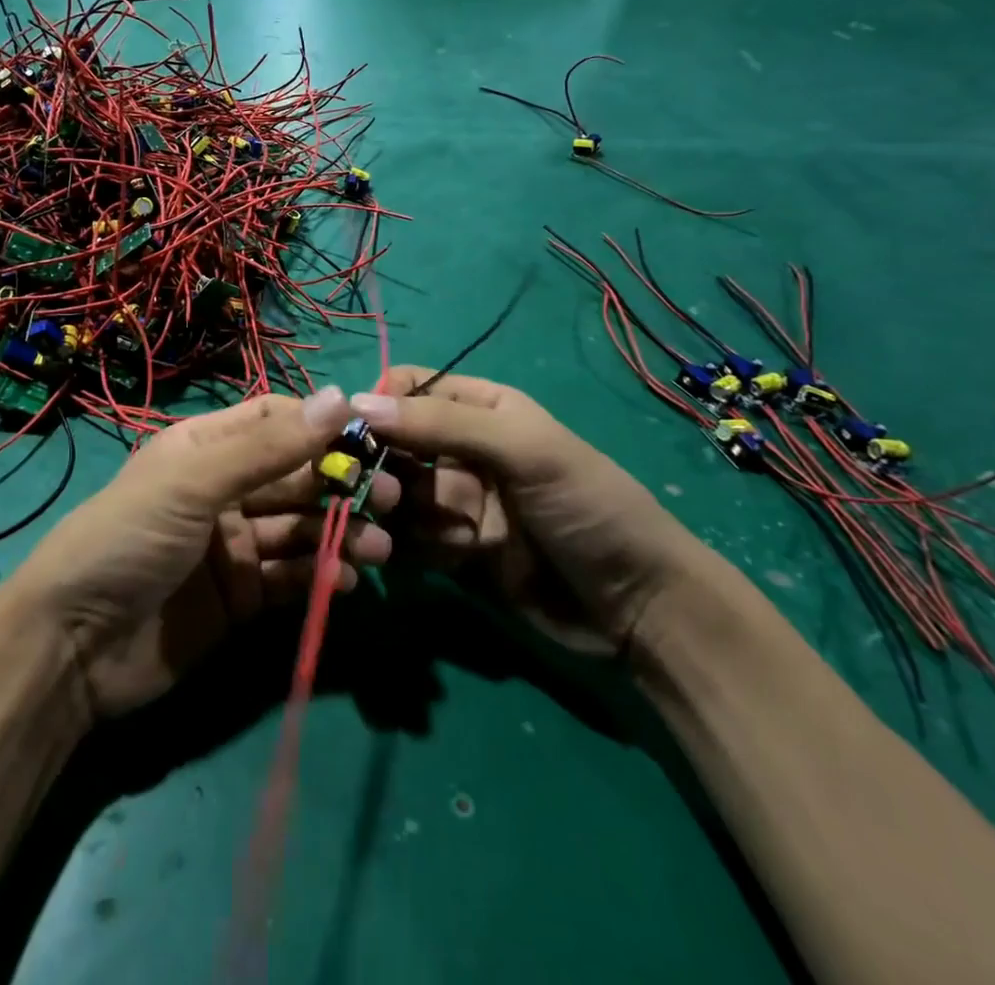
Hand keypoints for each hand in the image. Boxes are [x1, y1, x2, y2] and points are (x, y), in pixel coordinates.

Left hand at [9, 387, 393, 721]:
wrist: (73, 647)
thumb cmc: (128, 539)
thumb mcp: (194, 483)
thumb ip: (268, 447)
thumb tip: (340, 397)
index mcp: (207, 448)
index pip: (275, 421)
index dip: (321, 425)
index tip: (371, 434)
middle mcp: (224, 490)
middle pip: (295, 477)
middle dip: (340, 484)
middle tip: (390, 497)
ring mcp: (233, 545)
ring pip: (299, 530)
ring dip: (340, 534)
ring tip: (379, 548)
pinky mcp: (241, 597)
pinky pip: (290, 578)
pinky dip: (320, 577)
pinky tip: (347, 581)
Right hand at [351, 369, 706, 657]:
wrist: (640, 608)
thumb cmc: (587, 505)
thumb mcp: (522, 449)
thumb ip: (442, 424)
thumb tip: (358, 402)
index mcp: (480, 407)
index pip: (408, 387)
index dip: (379, 403)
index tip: (354, 429)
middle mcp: (460, 450)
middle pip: (392, 444)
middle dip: (381, 465)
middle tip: (391, 494)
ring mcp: (455, 503)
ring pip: (395, 494)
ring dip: (398, 512)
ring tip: (438, 534)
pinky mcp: (452, 552)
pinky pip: (407, 540)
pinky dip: (409, 548)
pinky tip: (443, 560)